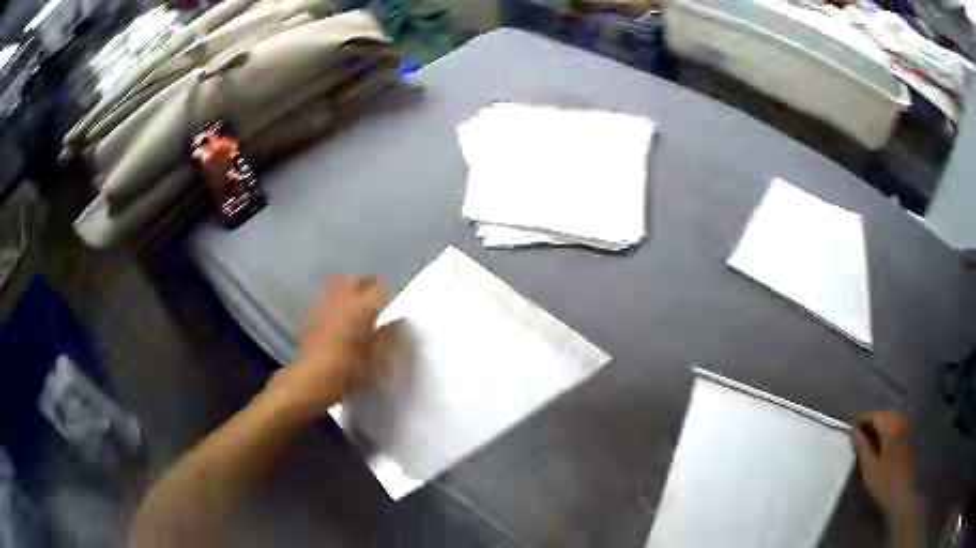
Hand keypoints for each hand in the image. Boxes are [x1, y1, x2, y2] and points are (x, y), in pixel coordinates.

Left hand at [264, 275, 395, 419]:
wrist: (311, 378)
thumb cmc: (347, 370)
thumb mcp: (373, 358)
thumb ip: (384, 338)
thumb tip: (393, 325)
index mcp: (360, 309)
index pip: (378, 290)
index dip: (387, 289)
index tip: (393, 291)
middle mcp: (341, 301)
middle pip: (354, 279)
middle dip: (366, 281)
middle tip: (374, 287)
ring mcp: (323, 306)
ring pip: (335, 283)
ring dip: (346, 285)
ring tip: (353, 294)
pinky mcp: (310, 315)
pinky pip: (323, 296)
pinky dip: (331, 297)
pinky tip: (334, 308)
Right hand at [852, 411, 923, 520]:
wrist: (901, 494)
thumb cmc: (883, 482)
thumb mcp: (868, 467)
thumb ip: (861, 446)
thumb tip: (854, 430)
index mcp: (890, 425)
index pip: (873, 415)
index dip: (860, 419)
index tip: (847, 426)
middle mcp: (899, 421)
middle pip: (882, 415)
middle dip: (869, 422)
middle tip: (855, 434)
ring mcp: (904, 428)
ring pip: (888, 420)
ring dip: (876, 426)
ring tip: (864, 439)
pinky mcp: (905, 437)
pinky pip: (893, 426)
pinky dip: (883, 430)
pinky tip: (877, 443)